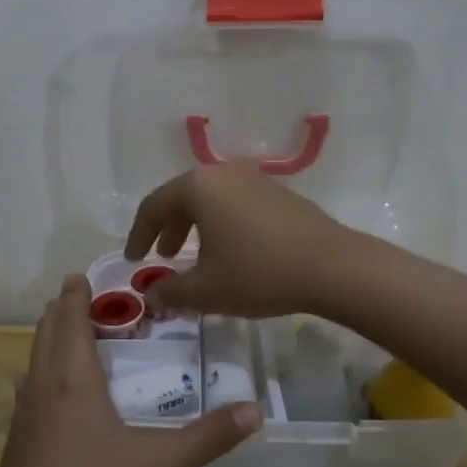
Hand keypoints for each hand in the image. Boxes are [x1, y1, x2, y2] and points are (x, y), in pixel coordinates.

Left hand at [0, 275, 260, 466]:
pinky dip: (42, 372)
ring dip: (48, 339)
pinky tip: (54, 394)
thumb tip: (255, 410)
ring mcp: (23, 417)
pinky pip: (29, 390)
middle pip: (45, 333)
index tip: (81, 275)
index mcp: (72, 380)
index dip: (75, 295)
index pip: (70, 320)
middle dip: (61, 310)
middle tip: (80, 296)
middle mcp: (42, 388)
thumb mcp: (162, 465)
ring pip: (33, 360)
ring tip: (70, 335)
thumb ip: (209, 437)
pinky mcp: (16, 444)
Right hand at [123, 164, 353, 317]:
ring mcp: (254, 179)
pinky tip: (231, 252)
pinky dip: (221, 224)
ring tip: (196, 257)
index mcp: (198, 187)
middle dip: (167, 228)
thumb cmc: (259, 273)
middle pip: (182, 197)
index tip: (133, 261)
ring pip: (210, 199)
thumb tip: (153, 293)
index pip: (153, 207)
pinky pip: (235, 203)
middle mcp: (223, 173)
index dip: (137, 235)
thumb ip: (171, 291)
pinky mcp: (278, 192)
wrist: (333, 267)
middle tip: (163, 257)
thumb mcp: (206, 290)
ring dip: (195, 227)